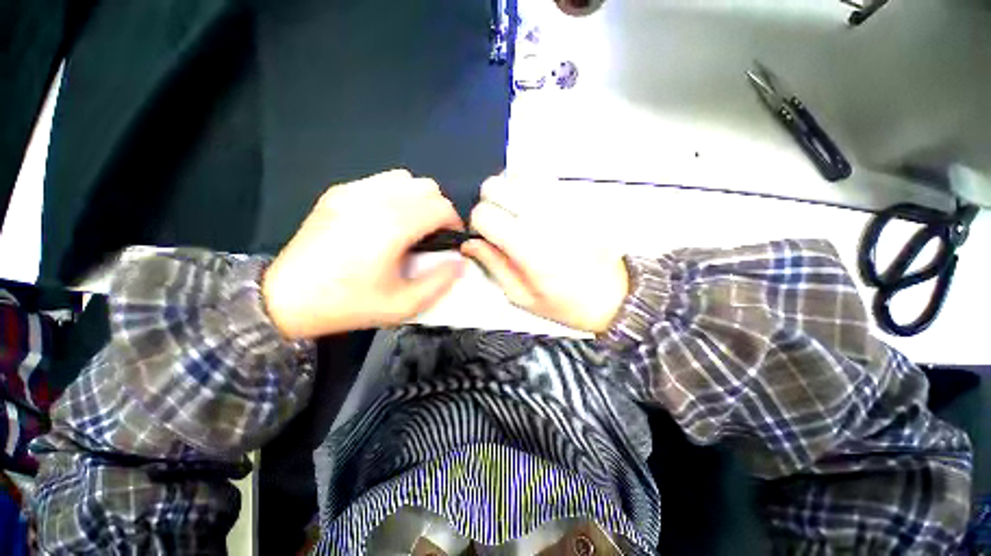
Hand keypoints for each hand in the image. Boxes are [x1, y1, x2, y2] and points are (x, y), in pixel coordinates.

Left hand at [262, 169, 465, 338]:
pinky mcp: (338, 193)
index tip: (452, 241)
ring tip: (413, 225)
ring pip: (405, 179)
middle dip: (439, 210)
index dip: (455, 222)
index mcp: (391, 226)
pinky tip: (387, 219)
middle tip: (434, 236)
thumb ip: (439, 281)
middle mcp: (374, 199)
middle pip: (426, 187)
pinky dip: (396, 195)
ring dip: (419, 200)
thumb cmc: (348, 304)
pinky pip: (381, 182)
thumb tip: (459, 261)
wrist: (285, 298)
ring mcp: (352, 192)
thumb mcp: (402, 305)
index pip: (440, 206)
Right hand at [461, 176, 628, 333]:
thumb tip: (470, 243)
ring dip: (508, 196)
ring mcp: (562, 204)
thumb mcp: (523, 296)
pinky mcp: (575, 200)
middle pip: (496, 184)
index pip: (483, 213)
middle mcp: (544, 218)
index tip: (484, 237)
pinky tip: (536, 215)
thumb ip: (493, 265)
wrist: (615, 295)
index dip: (476, 225)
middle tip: (498, 226)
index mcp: (529, 247)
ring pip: (516, 177)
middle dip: (488, 203)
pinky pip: (540, 182)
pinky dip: (529, 193)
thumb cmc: (568, 303)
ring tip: (518, 220)